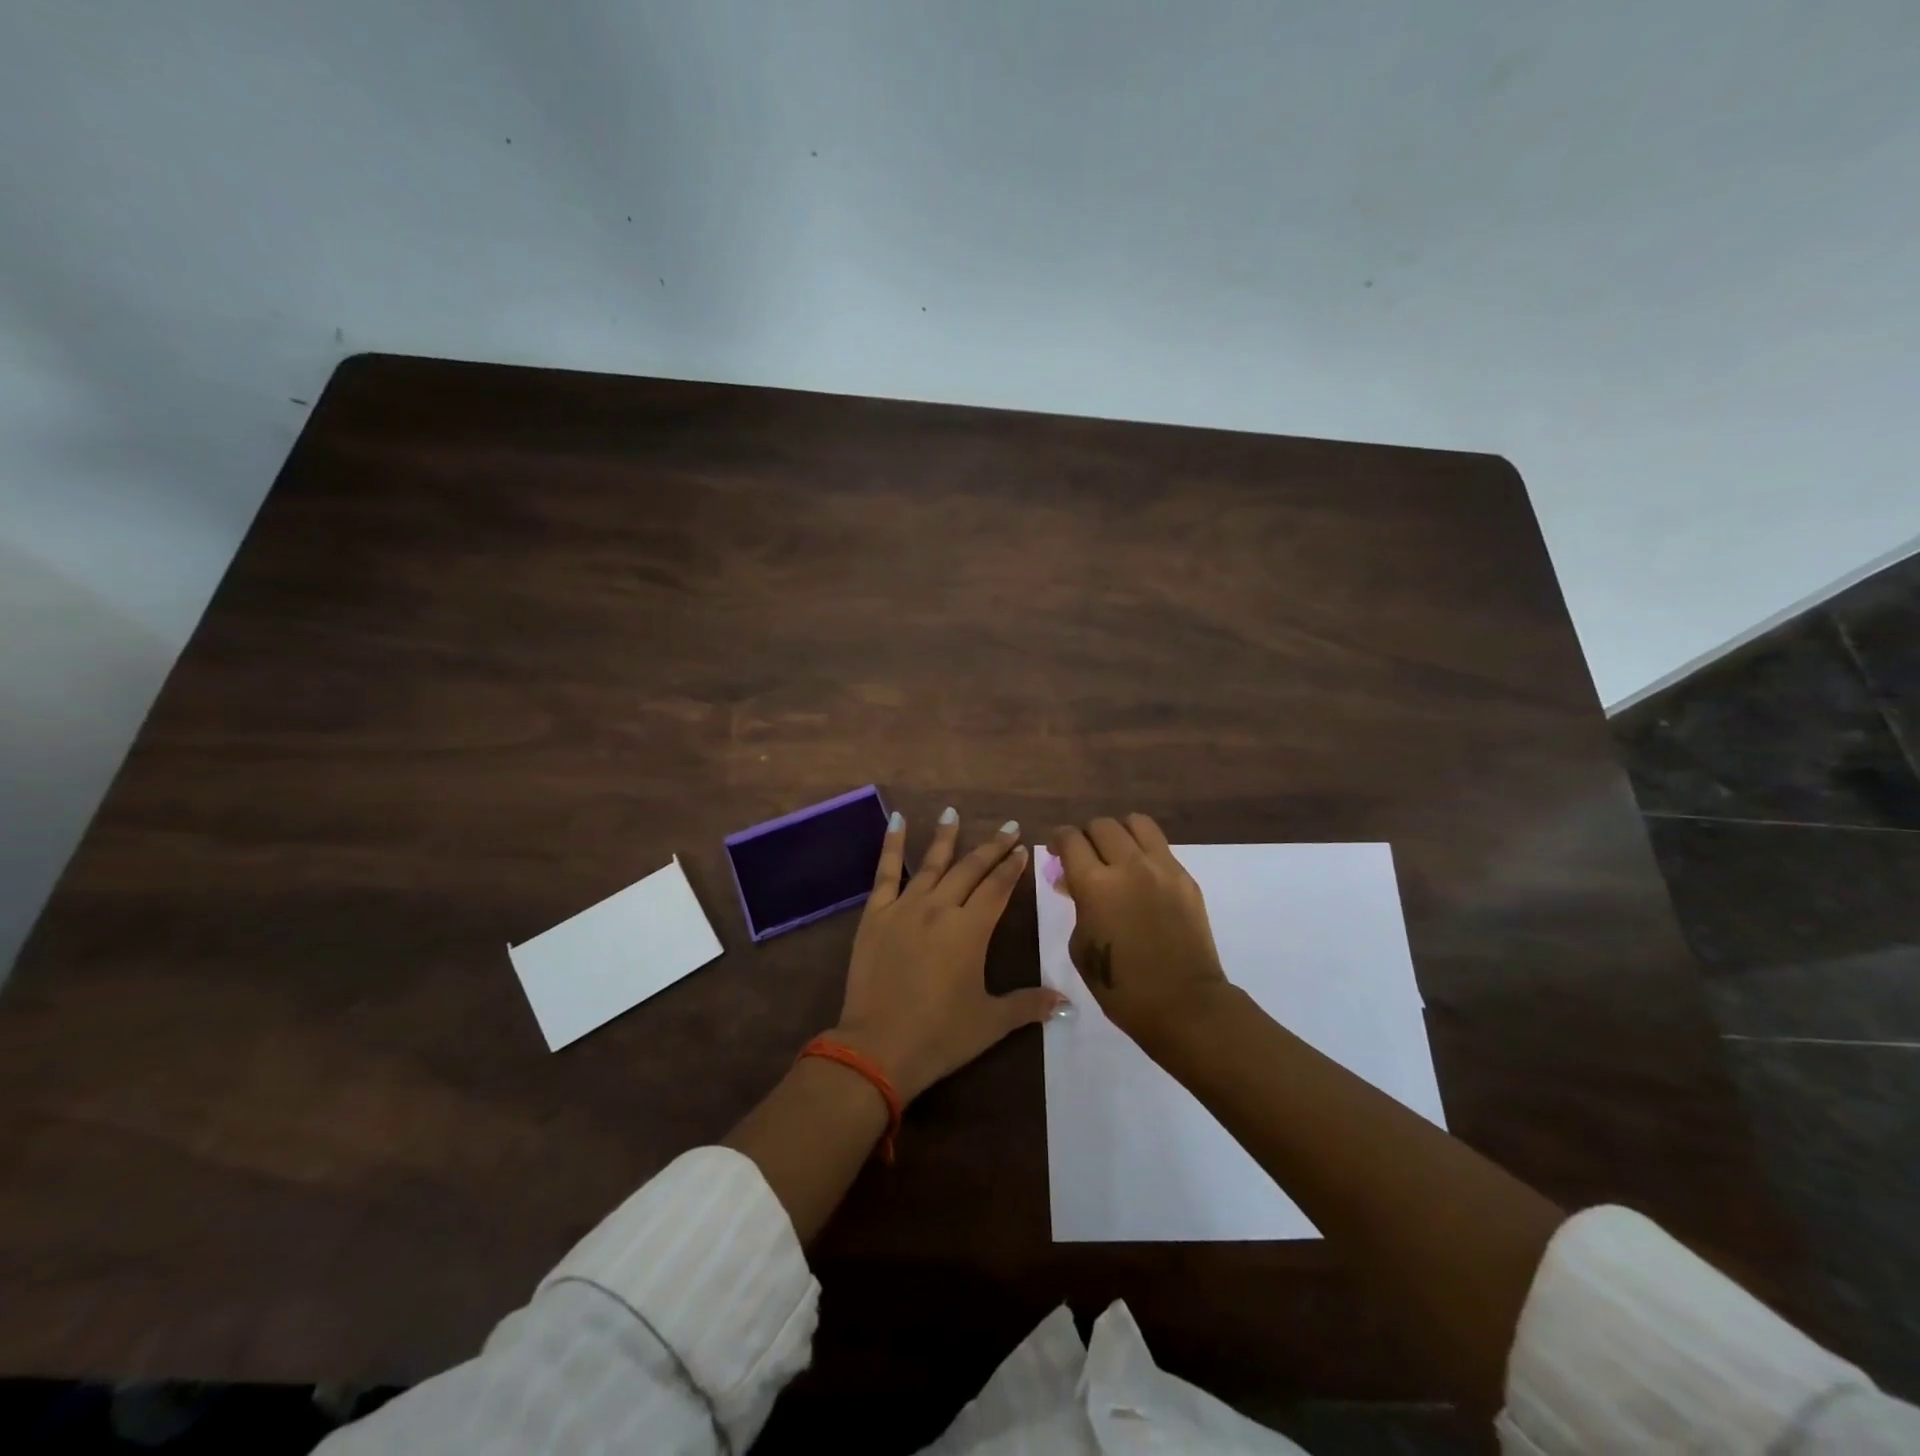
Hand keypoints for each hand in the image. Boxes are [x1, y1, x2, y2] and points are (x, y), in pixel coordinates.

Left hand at [834, 809, 1067, 1101]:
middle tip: (1008, 827)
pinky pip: (885, 873)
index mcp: (971, 930)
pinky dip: (891, 845)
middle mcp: (941, 908)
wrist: (878, 1048)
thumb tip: (1067, 1003)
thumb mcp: (991, 1023)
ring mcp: (905, 908)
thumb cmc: (940, 1036)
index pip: (998, 888)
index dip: (1012, 867)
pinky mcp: (876, 915)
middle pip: (971, 869)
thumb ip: (1028, 1005)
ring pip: (932, 864)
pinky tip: (896, 820)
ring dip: (946, 837)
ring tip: (953, 813)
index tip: (1022, 849)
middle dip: (992, 847)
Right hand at [1048, 813, 1229, 1045]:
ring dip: (1119, 832)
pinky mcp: (1186, 878)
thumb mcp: (1081, 946)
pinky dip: (1144, 851)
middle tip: (1084, 855)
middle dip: (1086, 835)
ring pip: (1136, 823)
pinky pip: (1160, 847)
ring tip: (1116, 852)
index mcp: (1095, 884)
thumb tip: (1072, 882)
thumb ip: (1076, 905)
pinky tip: (1141, 875)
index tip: (1055, 849)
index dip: (1057, 839)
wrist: (1184, 1004)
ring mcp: (1162, 868)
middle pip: (1101, 825)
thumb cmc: (1121, 987)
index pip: (1070, 839)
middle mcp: (1128, 865)